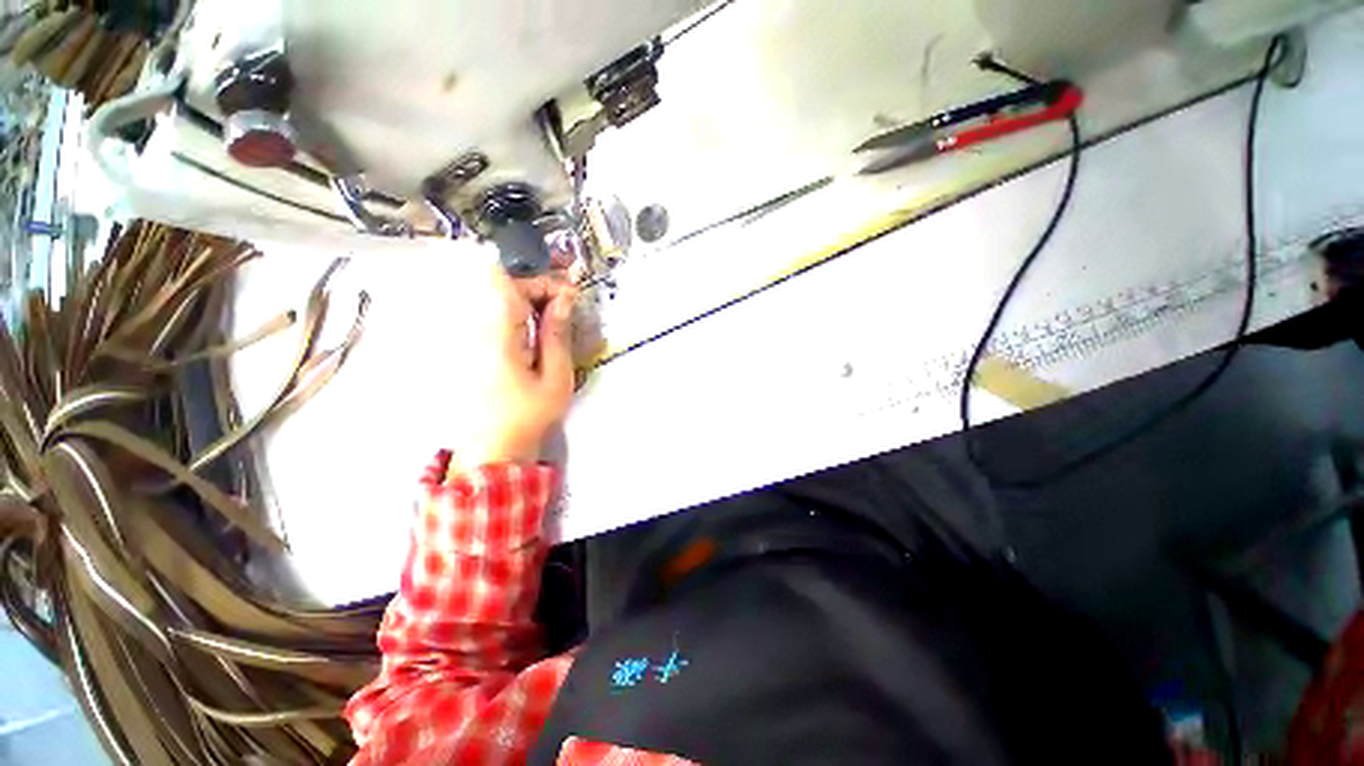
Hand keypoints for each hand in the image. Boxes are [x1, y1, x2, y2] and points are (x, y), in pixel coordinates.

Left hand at [453, 265, 577, 467]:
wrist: (492, 449)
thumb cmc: (528, 416)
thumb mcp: (555, 377)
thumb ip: (557, 333)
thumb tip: (565, 296)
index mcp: (496, 334)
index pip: (508, 281)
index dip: (541, 279)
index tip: (569, 295)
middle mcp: (474, 328)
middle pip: (501, 285)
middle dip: (537, 286)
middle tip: (568, 302)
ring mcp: (467, 337)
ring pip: (496, 298)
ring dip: (529, 299)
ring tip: (557, 313)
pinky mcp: (468, 346)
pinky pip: (492, 315)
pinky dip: (518, 313)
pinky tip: (537, 328)